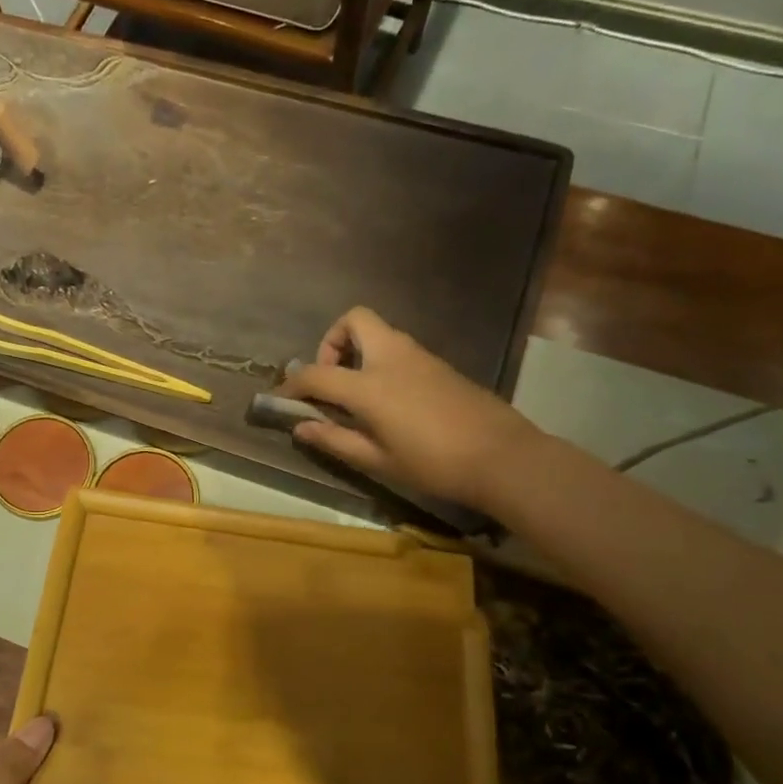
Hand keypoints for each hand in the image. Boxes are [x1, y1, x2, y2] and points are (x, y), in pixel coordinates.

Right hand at [277, 307, 533, 507]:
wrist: (502, 456)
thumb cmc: (434, 463)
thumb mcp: (378, 460)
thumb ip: (335, 440)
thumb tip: (301, 427)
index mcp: (370, 385)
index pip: (317, 373)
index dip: (292, 384)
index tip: (281, 398)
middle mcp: (392, 358)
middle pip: (354, 320)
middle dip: (332, 341)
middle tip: (331, 379)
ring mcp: (419, 356)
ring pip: (378, 332)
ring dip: (357, 351)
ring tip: (356, 395)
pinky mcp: (438, 364)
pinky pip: (398, 349)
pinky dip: (380, 361)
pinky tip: (387, 401)